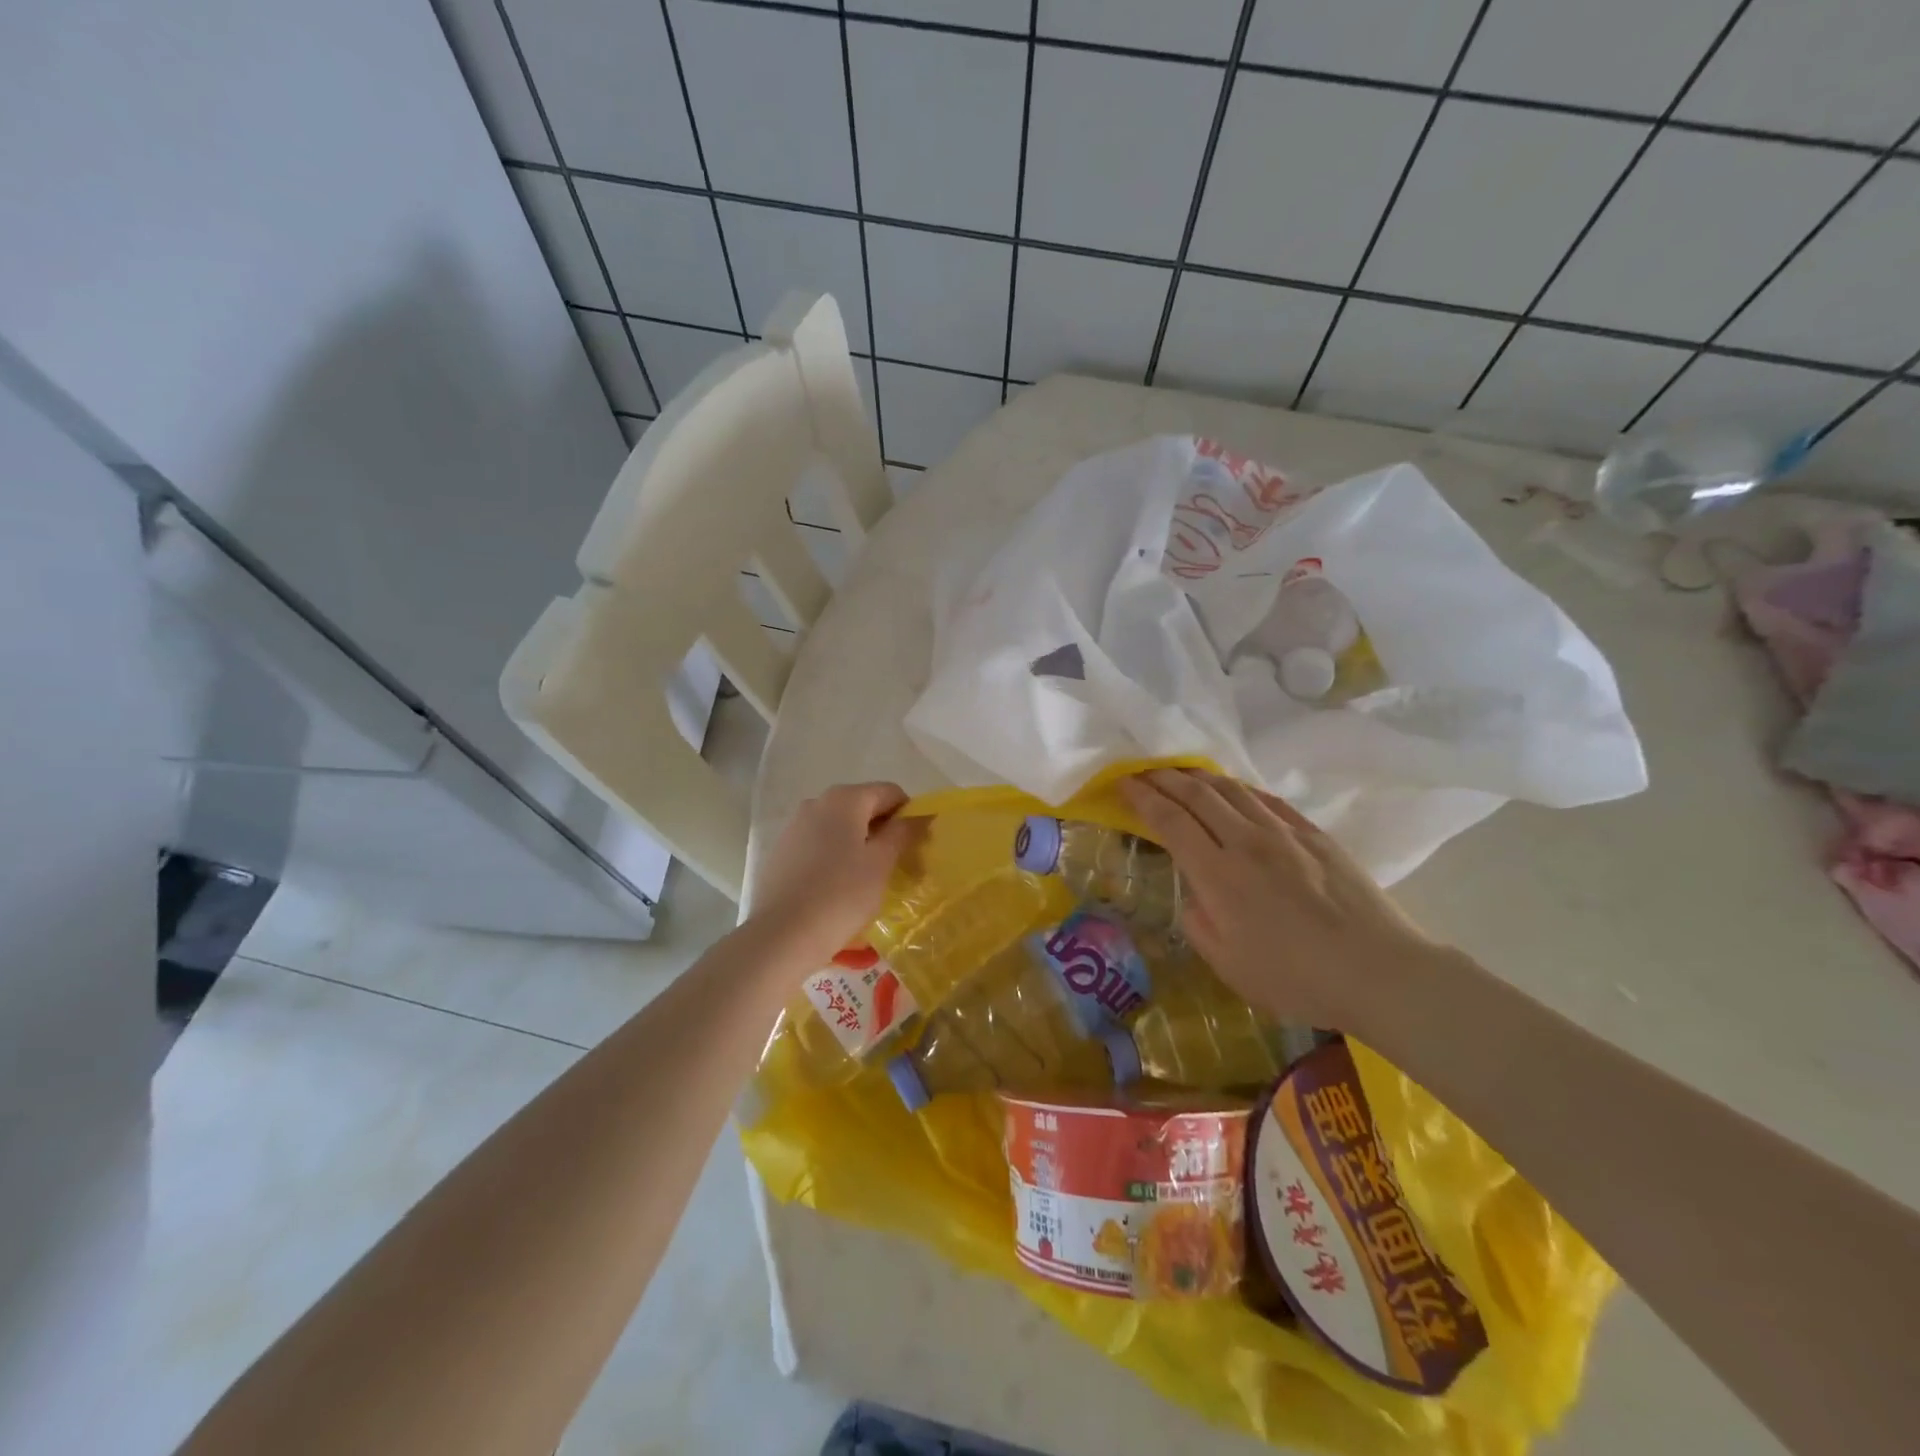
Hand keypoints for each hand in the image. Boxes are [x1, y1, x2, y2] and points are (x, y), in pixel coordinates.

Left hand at [747, 782, 924, 966]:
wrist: (781, 936)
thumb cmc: (841, 895)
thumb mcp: (881, 863)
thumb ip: (903, 833)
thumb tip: (919, 816)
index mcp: (845, 798)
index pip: (890, 792)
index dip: (909, 814)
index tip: (916, 846)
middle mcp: (817, 802)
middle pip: (862, 806)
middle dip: (883, 830)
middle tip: (896, 865)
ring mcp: (794, 826)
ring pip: (839, 826)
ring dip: (859, 843)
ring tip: (866, 879)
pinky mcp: (780, 851)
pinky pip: (818, 844)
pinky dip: (834, 856)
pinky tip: (837, 887)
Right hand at [1120, 769, 1438, 1033]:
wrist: (1378, 971)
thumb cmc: (1296, 979)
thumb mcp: (1228, 965)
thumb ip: (1199, 923)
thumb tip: (1194, 896)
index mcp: (1218, 875)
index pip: (1170, 821)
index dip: (1142, 798)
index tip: (1123, 783)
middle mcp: (1246, 842)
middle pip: (1197, 795)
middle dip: (1164, 778)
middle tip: (1144, 771)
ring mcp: (1284, 834)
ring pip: (1232, 790)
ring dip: (1199, 776)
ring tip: (1181, 773)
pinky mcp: (1314, 835)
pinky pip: (1267, 799)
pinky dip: (1240, 789)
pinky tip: (1233, 790)